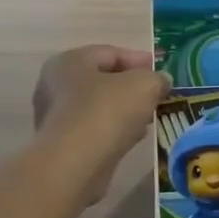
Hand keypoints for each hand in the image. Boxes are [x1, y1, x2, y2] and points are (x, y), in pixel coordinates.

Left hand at [32, 45, 170, 202]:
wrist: (76, 164)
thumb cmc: (107, 112)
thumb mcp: (143, 85)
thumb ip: (156, 78)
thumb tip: (161, 81)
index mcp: (70, 62)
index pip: (110, 53)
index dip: (139, 60)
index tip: (162, 71)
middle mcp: (56, 86)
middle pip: (103, 80)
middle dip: (132, 87)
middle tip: (157, 95)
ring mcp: (57, 117)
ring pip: (99, 107)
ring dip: (125, 111)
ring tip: (150, 118)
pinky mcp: (63, 145)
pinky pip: (95, 130)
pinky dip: (114, 130)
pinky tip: (134, 138)